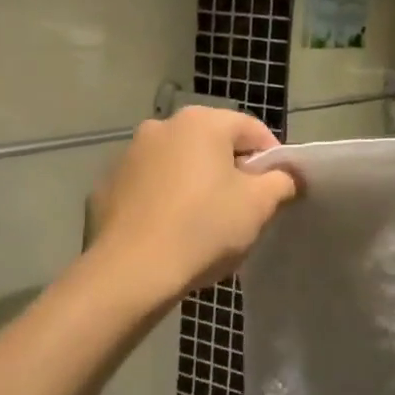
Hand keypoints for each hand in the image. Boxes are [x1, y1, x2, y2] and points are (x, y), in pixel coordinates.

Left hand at [87, 108, 297, 299]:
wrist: (131, 272)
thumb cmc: (204, 228)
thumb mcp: (259, 205)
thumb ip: (282, 181)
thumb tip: (288, 175)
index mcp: (201, 122)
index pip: (252, 130)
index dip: (273, 160)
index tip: (278, 191)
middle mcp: (161, 126)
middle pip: (213, 144)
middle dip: (232, 171)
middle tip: (244, 209)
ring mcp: (128, 155)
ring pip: (178, 164)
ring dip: (196, 184)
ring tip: (205, 224)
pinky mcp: (107, 186)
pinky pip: (149, 187)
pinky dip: (164, 200)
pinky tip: (169, 232)